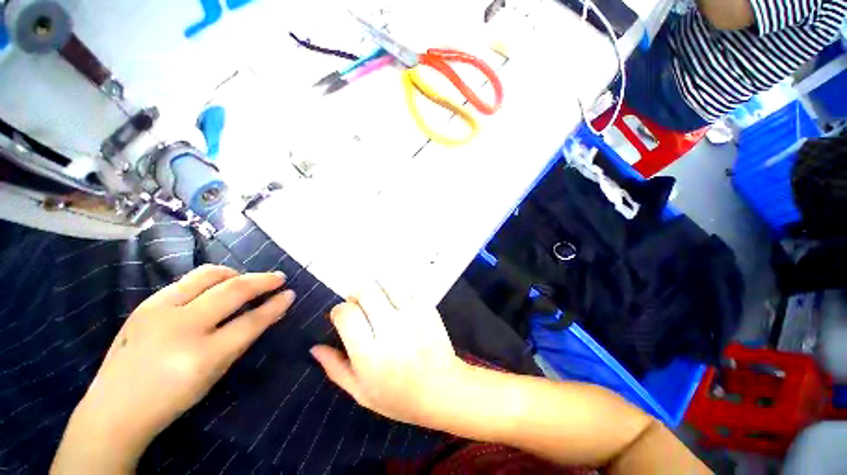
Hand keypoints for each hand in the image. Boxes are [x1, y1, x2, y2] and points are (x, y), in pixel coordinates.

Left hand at [52, 265, 294, 473]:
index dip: (275, 305)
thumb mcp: (214, 374)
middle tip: (279, 277)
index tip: (291, 294)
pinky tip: (216, 286)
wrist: (114, 408)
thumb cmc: (172, 398)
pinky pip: (187, 280)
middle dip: (263, 280)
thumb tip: (268, 313)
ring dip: (236, 273)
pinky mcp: (146, 303)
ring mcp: (159, 310)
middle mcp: (181, 326)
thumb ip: (242, 339)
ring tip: (247, 278)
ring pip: (209, 275)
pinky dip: (210, 278)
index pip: (251, 321)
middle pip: (233, 290)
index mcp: (202, 355)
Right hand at [311, 284, 467, 428]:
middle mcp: (390, 329)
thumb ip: (335, 368)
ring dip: (377, 291)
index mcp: (370, 354)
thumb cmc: (399, 396)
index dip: (339, 311)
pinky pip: (407, 288)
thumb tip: (315, 347)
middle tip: (361, 308)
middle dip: (357, 296)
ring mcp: (412, 316)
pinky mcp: (427, 308)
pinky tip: (398, 304)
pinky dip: (398, 291)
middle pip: (365, 292)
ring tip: (380, 304)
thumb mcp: (361, 392)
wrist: (442, 389)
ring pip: (386, 285)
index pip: (346, 313)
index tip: (343, 317)